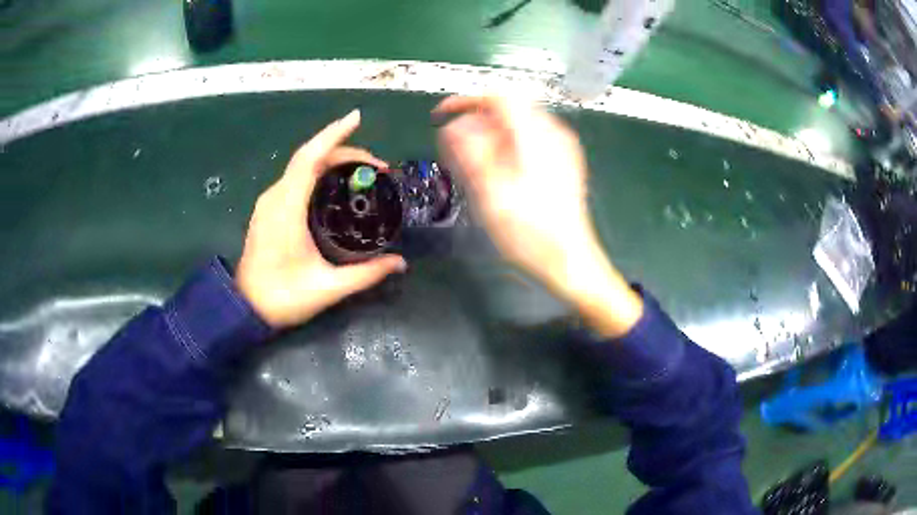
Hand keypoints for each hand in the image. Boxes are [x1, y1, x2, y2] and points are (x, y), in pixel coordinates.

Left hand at [236, 110, 406, 328]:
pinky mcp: (269, 209)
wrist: (244, 308)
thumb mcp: (328, 288)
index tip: (357, 117)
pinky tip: (336, 184)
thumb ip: (366, 274)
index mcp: (287, 207)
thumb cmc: (282, 297)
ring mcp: (270, 202)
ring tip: (364, 172)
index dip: (334, 134)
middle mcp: (276, 196)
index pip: (310, 158)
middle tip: (378, 167)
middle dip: (344, 151)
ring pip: (302, 166)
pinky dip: (319, 171)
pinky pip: (296, 178)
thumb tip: (400, 263)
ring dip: (332, 160)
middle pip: (309, 157)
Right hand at [434, 96, 641, 336]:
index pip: (499, 96)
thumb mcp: (491, 193)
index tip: (442, 115)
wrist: (570, 261)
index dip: (466, 100)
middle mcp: (553, 133)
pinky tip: (495, 172)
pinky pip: (528, 141)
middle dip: (476, 121)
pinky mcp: (563, 162)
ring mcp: (561, 148)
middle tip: (453, 148)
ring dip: (489, 136)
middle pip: (508, 109)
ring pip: (517, 125)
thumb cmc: (530, 233)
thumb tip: (452, 127)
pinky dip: (505, 147)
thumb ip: (469, 153)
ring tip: (470, 164)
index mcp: (536, 136)